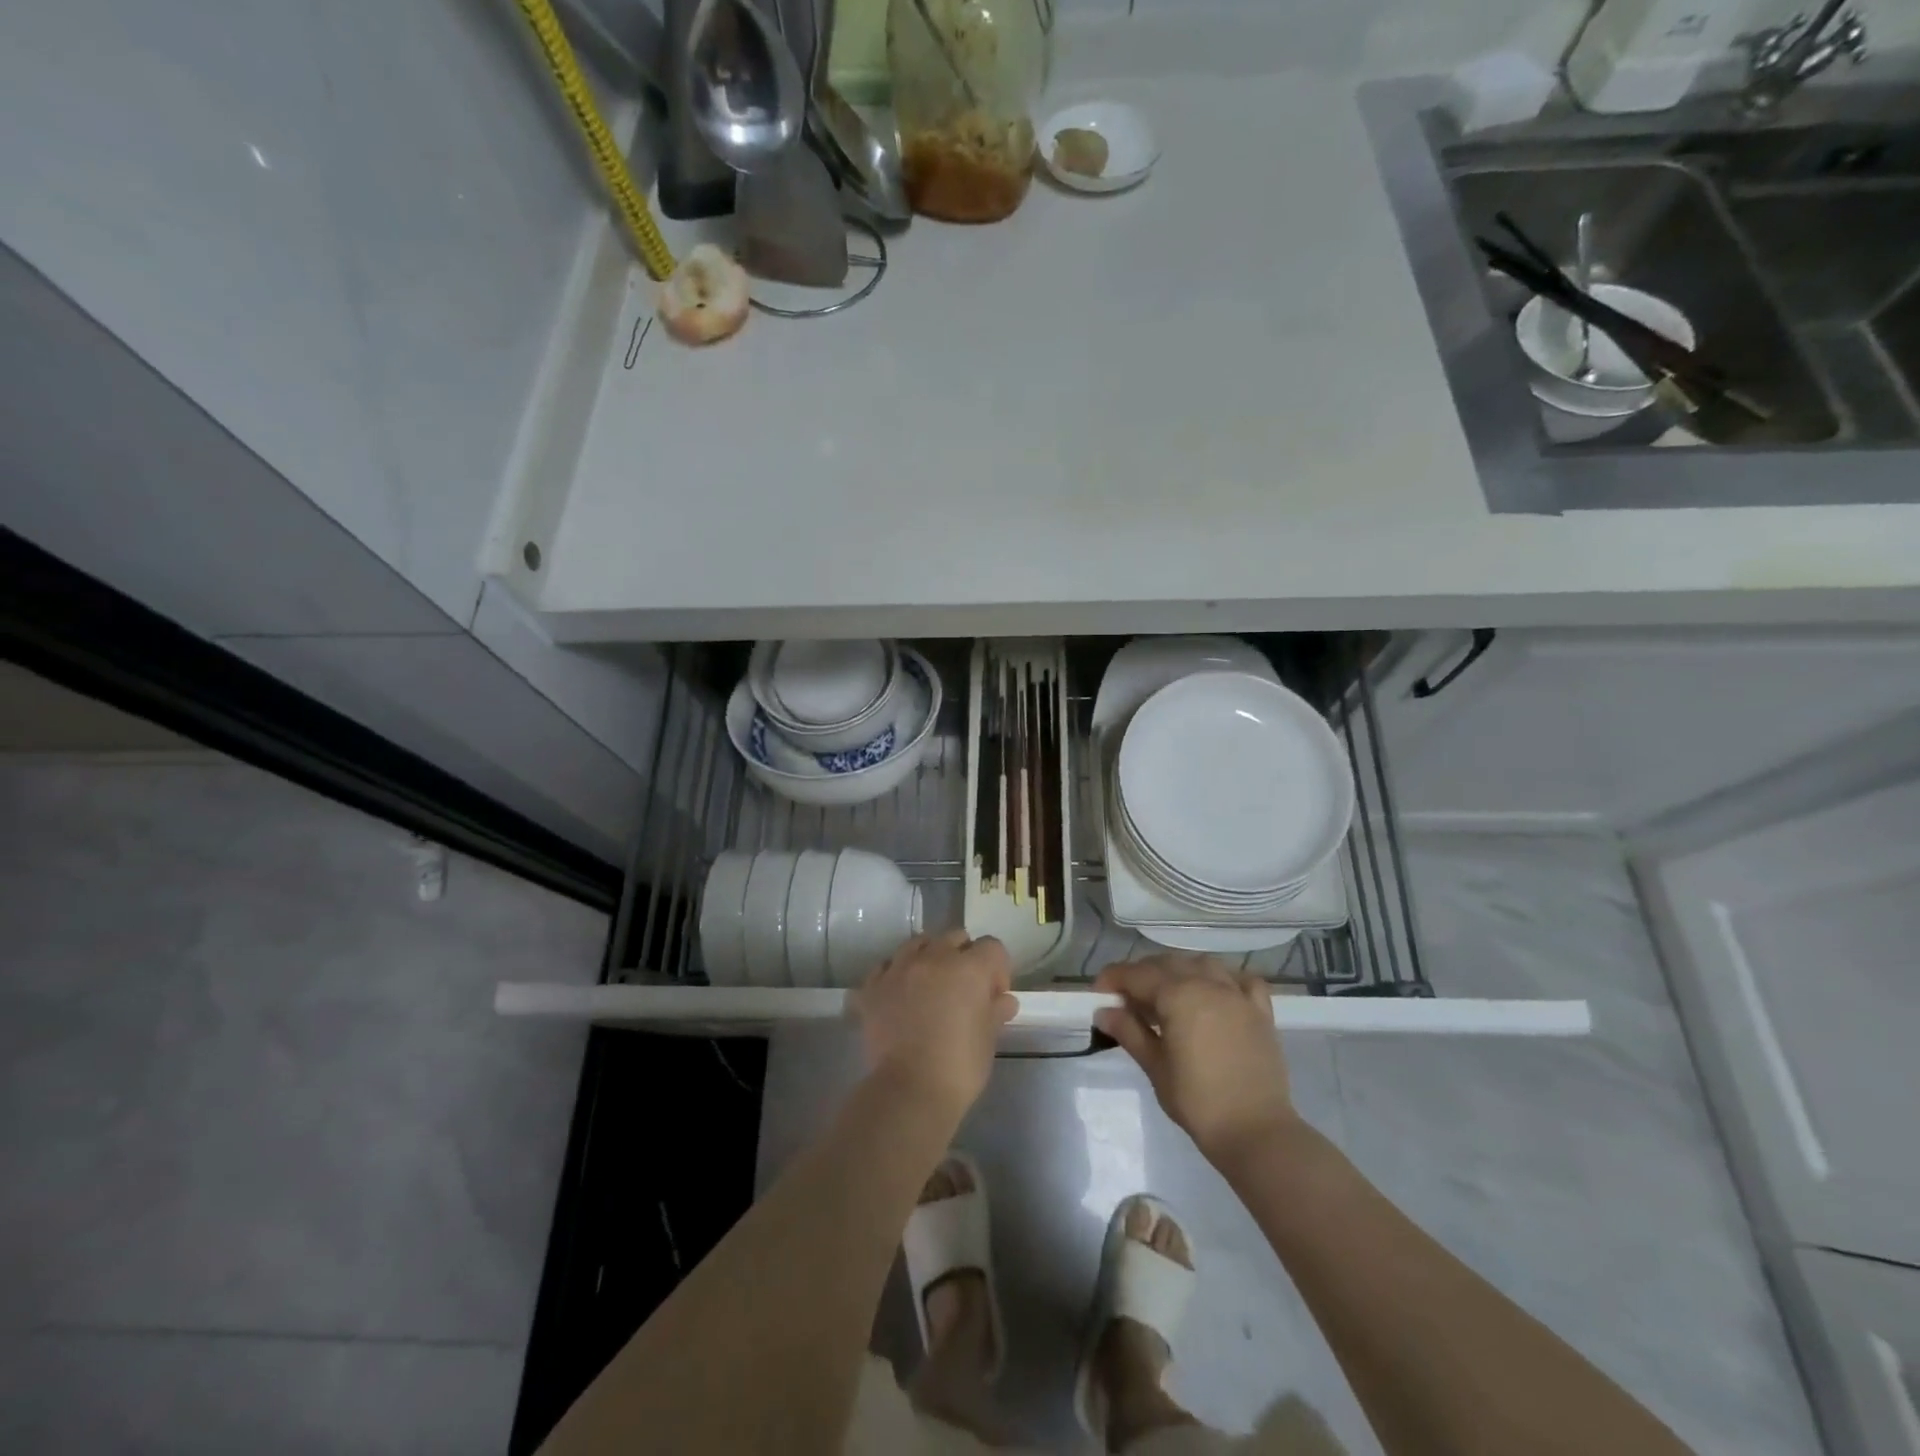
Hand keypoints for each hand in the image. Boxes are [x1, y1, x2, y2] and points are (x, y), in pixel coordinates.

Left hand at [852, 930, 1016, 1118]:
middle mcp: (934, 958)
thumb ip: (996, 1011)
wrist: (910, 1090)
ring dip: (929, 956)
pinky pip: (886, 966)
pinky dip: (896, 973)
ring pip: (918, 944)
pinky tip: (900, 992)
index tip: (995, 995)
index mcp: (969, 968)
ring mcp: (899, 969)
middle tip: (965, 988)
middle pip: (955, 937)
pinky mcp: (873, 987)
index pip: (992, 947)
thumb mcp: (988, 1038)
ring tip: (931, 984)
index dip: (998, 969)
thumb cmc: (960, 1066)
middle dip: (965, 956)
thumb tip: (1003, 1000)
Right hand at [1095, 954, 1297, 1162]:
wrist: (1256, 1132)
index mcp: (1178, 995)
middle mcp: (1208, 984)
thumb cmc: (1198, 1102)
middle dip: (1142, 974)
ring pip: (1202, 965)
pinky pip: (1242, 980)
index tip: (1098, 992)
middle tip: (1126, 998)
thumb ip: (1129, 1032)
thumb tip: (1103, 1011)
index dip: (1114, 979)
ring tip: (1166, 993)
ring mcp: (1238, 995)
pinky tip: (1215, 992)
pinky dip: (1224, 979)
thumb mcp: (1155, 1067)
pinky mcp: (1261, 1012)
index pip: (1137, 974)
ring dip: (1179, 971)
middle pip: (1167, 964)